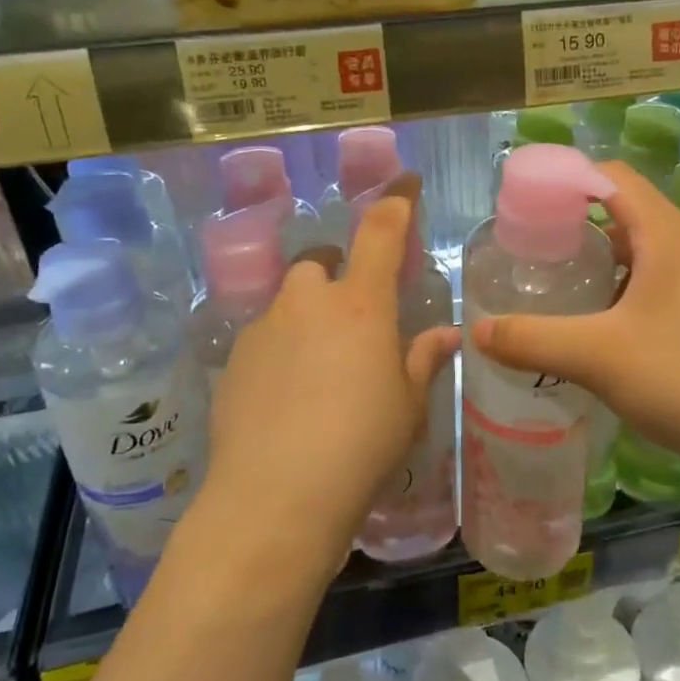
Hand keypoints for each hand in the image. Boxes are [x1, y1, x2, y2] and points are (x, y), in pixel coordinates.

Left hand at [203, 175, 460, 567]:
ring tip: (321, 369)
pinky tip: (288, 398)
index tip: (405, 182)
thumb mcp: (409, 407)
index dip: (396, 202)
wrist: (276, 498)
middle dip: (337, 274)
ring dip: (308, 317)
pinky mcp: (232, 361)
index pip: (380, 233)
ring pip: (289, 303)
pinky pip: (264, 339)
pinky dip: (281, 351)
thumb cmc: (361, 446)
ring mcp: (264, 330)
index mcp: (361, 306)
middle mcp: (308, 303)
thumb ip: (423, 360)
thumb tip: (447, 334)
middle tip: (355, 317)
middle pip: (321, 262)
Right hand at [471, 162, 679, 495]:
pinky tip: (635, 336)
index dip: (569, 182)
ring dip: (620, 267)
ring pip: (661, 253)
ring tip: (585, 302)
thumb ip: (532, 340)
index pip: (614, 178)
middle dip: (588, 233)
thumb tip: (477, 333)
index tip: (533, 212)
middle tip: (549, 265)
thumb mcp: (597, 359)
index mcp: (672, 235)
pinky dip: (650, 291)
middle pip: (635, 216)